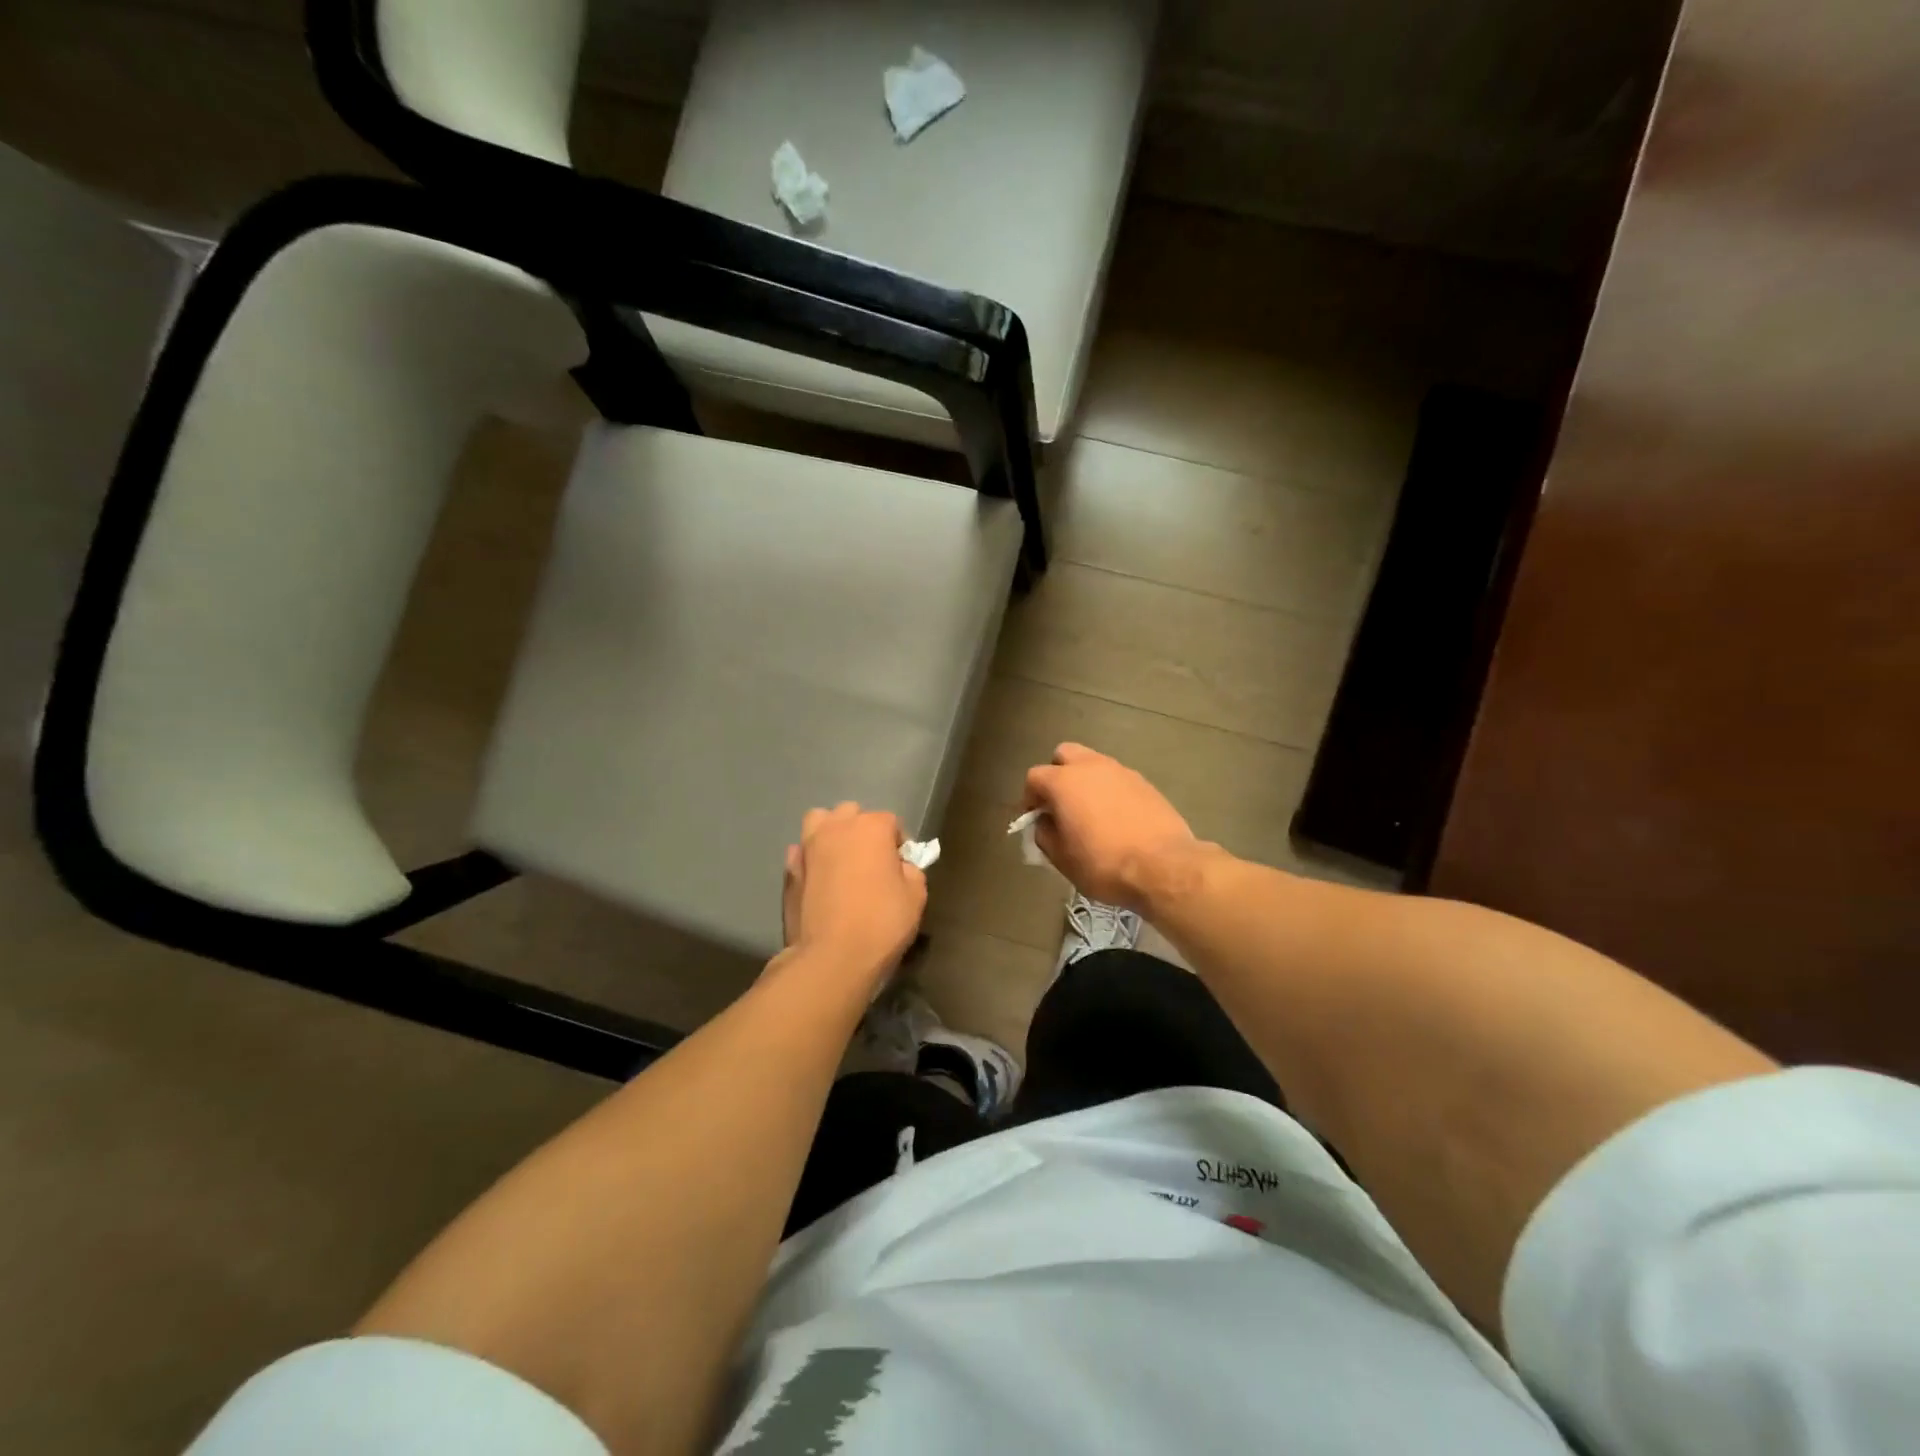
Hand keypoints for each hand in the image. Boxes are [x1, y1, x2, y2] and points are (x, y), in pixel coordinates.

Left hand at [780, 802, 926, 986]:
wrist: (832, 958)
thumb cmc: (881, 923)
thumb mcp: (916, 897)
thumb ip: (911, 871)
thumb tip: (899, 867)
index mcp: (871, 827)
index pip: (891, 822)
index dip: (898, 844)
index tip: (902, 867)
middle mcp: (837, 827)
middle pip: (852, 814)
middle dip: (863, 830)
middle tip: (871, 861)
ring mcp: (808, 846)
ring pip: (820, 822)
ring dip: (831, 832)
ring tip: (840, 858)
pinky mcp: (788, 870)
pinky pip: (801, 851)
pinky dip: (810, 858)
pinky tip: (818, 877)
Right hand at [1022, 744, 1197, 910]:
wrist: (1163, 867)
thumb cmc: (1103, 864)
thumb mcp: (1061, 858)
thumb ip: (1045, 834)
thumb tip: (1045, 823)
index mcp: (1064, 782)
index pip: (1034, 777)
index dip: (1029, 798)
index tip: (1034, 818)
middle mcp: (1091, 767)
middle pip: (1064, 755)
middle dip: (1057, 774)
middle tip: (1060, 804)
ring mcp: (1121, 771)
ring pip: (1094, 764)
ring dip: (1085, 781)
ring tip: (1090, 812)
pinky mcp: (1145, 783)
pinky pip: (1117, 779)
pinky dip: (1110, 791)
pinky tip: (1116, 818)